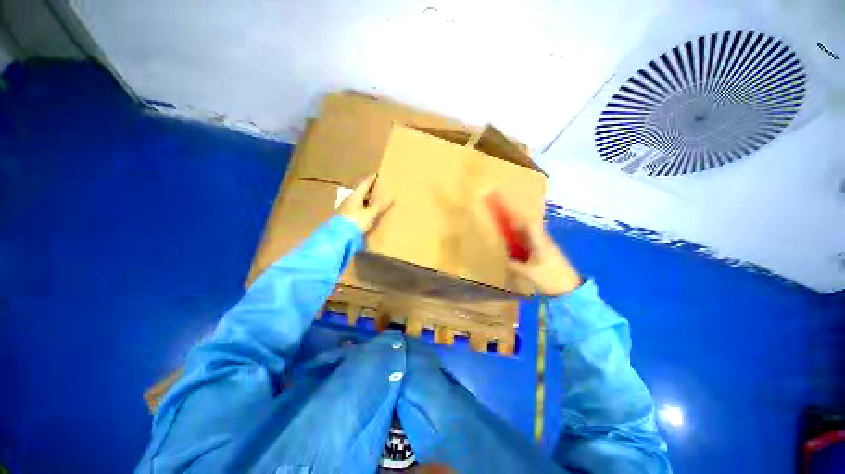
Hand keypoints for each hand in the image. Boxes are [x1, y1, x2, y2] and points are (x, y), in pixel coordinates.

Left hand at [338, 174, 393, 232]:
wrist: (339, 237)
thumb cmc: (356, 222)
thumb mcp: (370, 214)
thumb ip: (379, 205)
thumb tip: (391, 196)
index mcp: (355, 196)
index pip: (364, 184)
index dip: (372, 179)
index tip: (377, 174)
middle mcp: (349, 199)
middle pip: (360, 191)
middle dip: (369, 189)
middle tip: (378, 187)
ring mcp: (346, 208)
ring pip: (358, 200)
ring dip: (366, 199)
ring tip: (375, 199)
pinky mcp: (345, 216)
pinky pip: (357, 208)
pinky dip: (363, 206)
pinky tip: (367, 211)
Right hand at [507, 220, 582, 296]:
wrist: (570, 290)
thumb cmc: (549, 278)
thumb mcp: (528, 273)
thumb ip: (513, 265)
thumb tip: (503, 259)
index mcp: (540, 242)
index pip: (530, 225)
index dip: (518, 224)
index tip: (506, 229)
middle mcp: (544, 242)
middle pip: (529, 231)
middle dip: (516, 233)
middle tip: (504, 239)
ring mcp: (547, 249)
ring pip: (531, 239)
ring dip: (520, 241)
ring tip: (509, 248)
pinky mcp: (549, 256)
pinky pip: (534, 247)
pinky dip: (525, 249)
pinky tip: (519, 257)